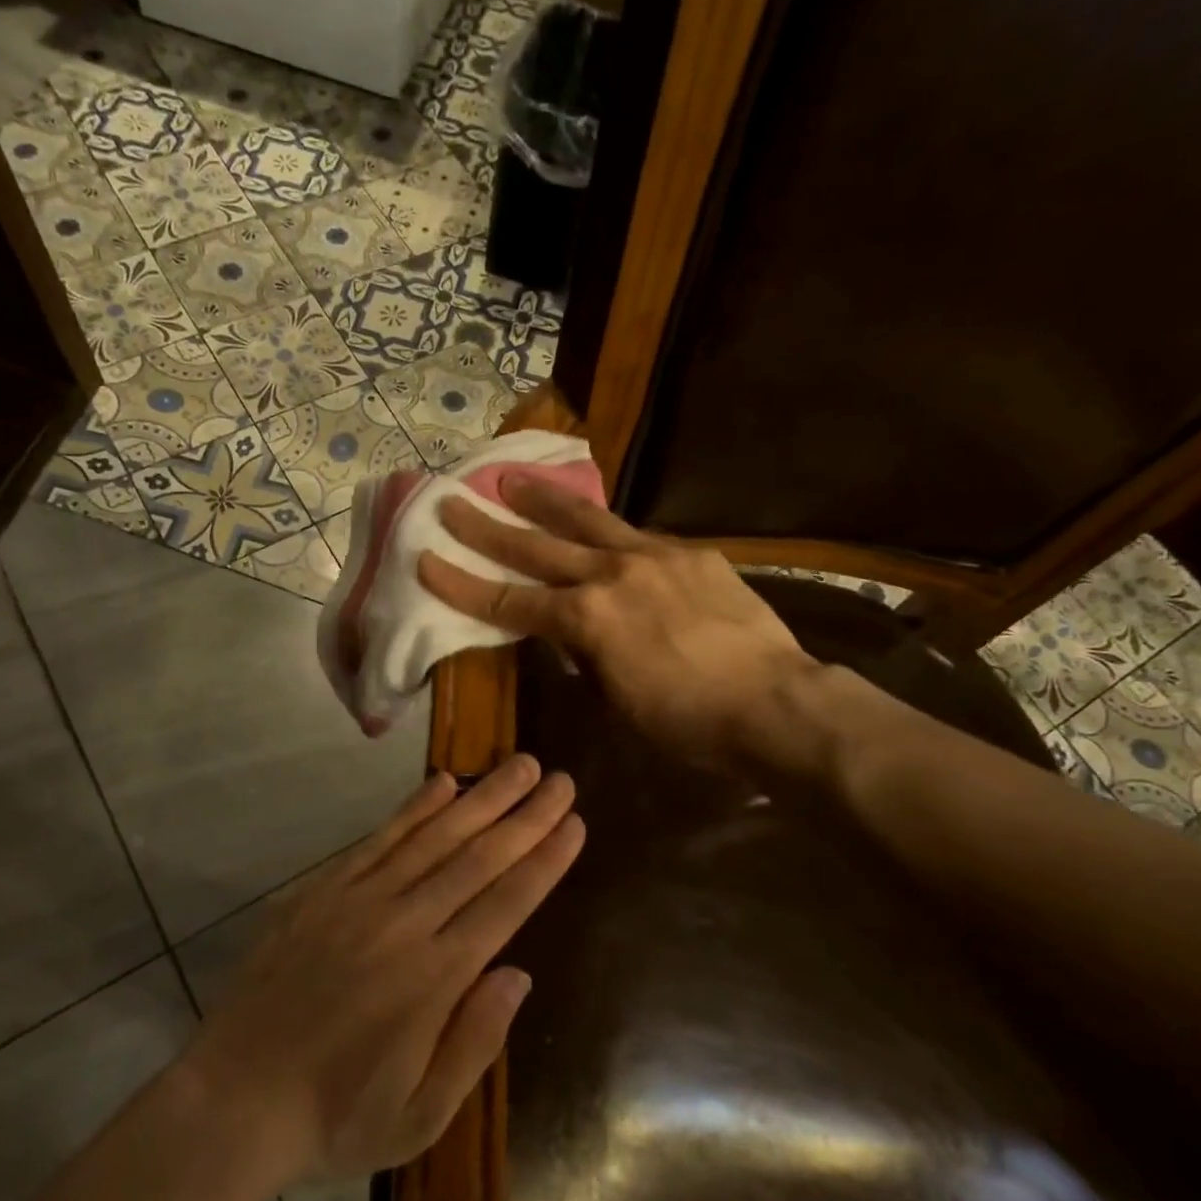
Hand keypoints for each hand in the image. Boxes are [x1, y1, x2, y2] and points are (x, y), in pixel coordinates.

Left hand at [182, 758, 581, 1184]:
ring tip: (517, 765)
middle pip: (477, 858)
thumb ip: (474, 1043)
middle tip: (559, 779)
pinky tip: (443, 782)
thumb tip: (518, 974)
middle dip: (525, 816)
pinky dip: (414, 808)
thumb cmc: (335, 1117)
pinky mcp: (322, 889)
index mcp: (434, 979)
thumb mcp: (419, 1117)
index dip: (543, 861)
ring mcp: (358, 900)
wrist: (233, 1099)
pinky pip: (378, 838)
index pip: (505, 904)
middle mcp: (403, 925)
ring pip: (433, 836)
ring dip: (481, 798)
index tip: (573, 823)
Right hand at [418, 473, 822, 773]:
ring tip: (512, 476)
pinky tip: (600, 527)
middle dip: (487, 527)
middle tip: (452, 501)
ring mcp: (654, 557)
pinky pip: (638, 536)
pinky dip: (608, 532)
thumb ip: (586, 658)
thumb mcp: (618, 700)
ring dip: (544, 501)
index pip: (508, 600)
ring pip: (587, 521)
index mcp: (586, 620)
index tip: (425, 558)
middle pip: (536, 547)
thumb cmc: (689, 723)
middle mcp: (611, 575)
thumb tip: (573, 638)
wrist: (775, 704)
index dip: (462, 583)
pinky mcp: (692, 553)